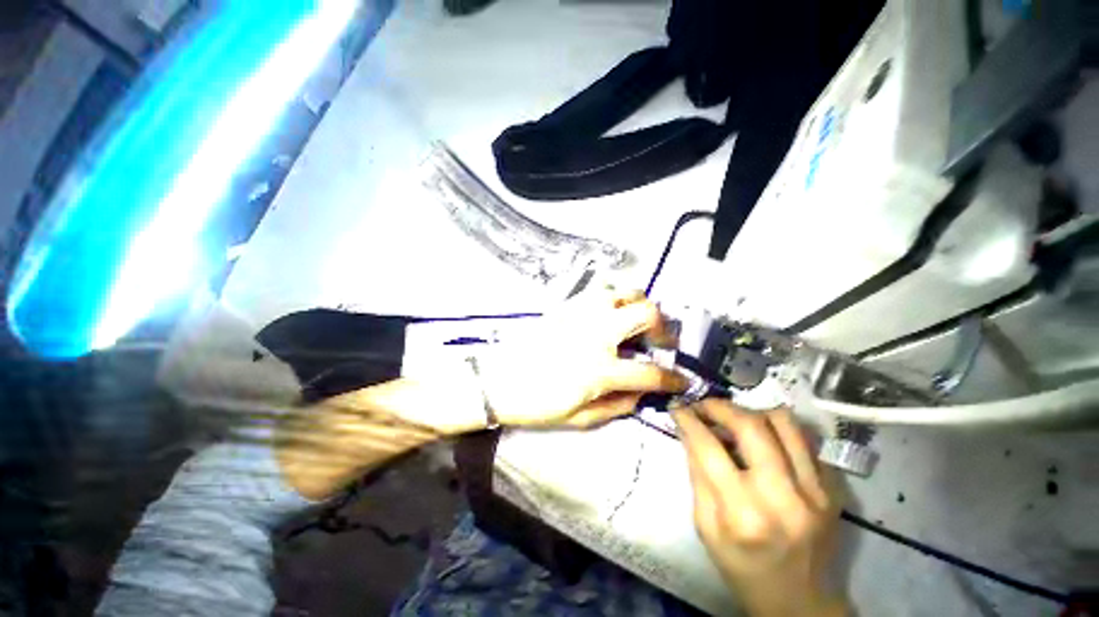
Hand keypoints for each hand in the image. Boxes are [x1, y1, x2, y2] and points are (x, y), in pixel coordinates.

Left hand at [478, 287, 686, 427]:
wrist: (498, 379)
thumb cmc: (536, 403)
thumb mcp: (580, 418)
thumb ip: (618, 405)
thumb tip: (643, 393)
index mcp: (599, 369)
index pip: (650, 372)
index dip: (673, 378)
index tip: (682, 379)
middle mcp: (595, 334)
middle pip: (646, 314)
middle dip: (662, 327)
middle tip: (659, 341)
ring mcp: (581, 313)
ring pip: (624, 291)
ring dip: (638, 305)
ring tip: (636, 321)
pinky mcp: (567, 304)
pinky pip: (600, 290)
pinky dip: (615, 297)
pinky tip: (612, 312)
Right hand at [673, 400, 846, 616]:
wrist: (797, 599)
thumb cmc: (741, 565)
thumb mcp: (704, 525)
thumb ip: (697, 474)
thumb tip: (688, 430)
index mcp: (742, 514)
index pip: (709, 448)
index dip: (688, 420)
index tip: (678, 407)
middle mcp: (783, 498)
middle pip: (750, 425)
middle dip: (719, 406)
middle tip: (704, 407)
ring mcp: (815, 492)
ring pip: (783, 422)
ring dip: (751, 412)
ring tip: (735, 420)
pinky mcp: (833, 489)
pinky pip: (804, 439)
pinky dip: (777, 430)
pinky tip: (763, 442)